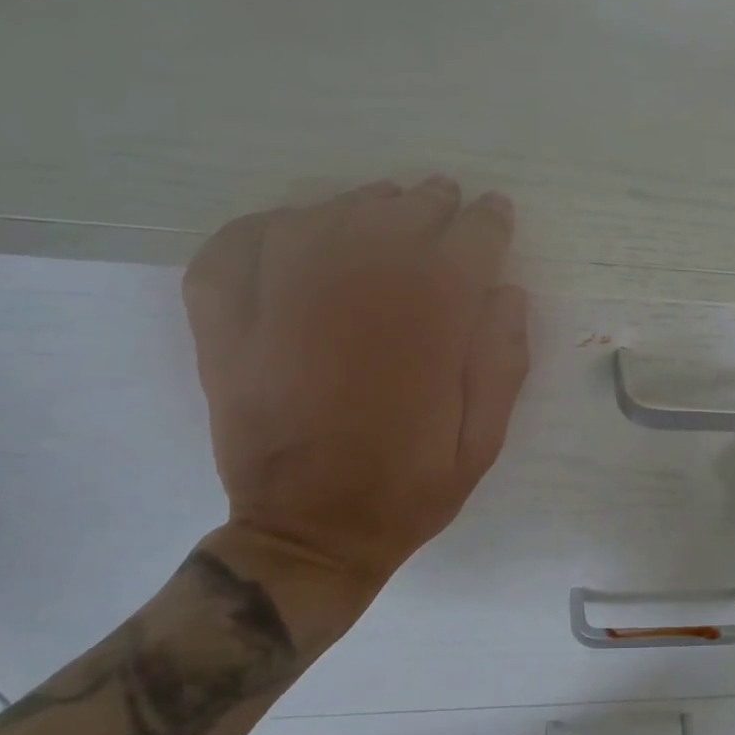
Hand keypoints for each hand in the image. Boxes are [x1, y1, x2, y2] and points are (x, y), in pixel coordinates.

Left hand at [182, 177, 529, 595]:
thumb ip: (502, 362)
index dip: (487, 222)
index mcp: (425, 329)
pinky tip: (290, 228)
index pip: (467, 245)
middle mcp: (355, 300)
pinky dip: (262, 228)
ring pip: (323, 219)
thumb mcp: (483, 441)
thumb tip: (506, 291)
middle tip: (443, 199)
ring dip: (361, 203)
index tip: (495, 211)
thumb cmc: (408, 489)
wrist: (309, 535)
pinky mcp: (227, 329)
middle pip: (397, 218)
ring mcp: (280, 309)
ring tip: (383, 203)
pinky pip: (234, 250)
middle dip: (430, 202)